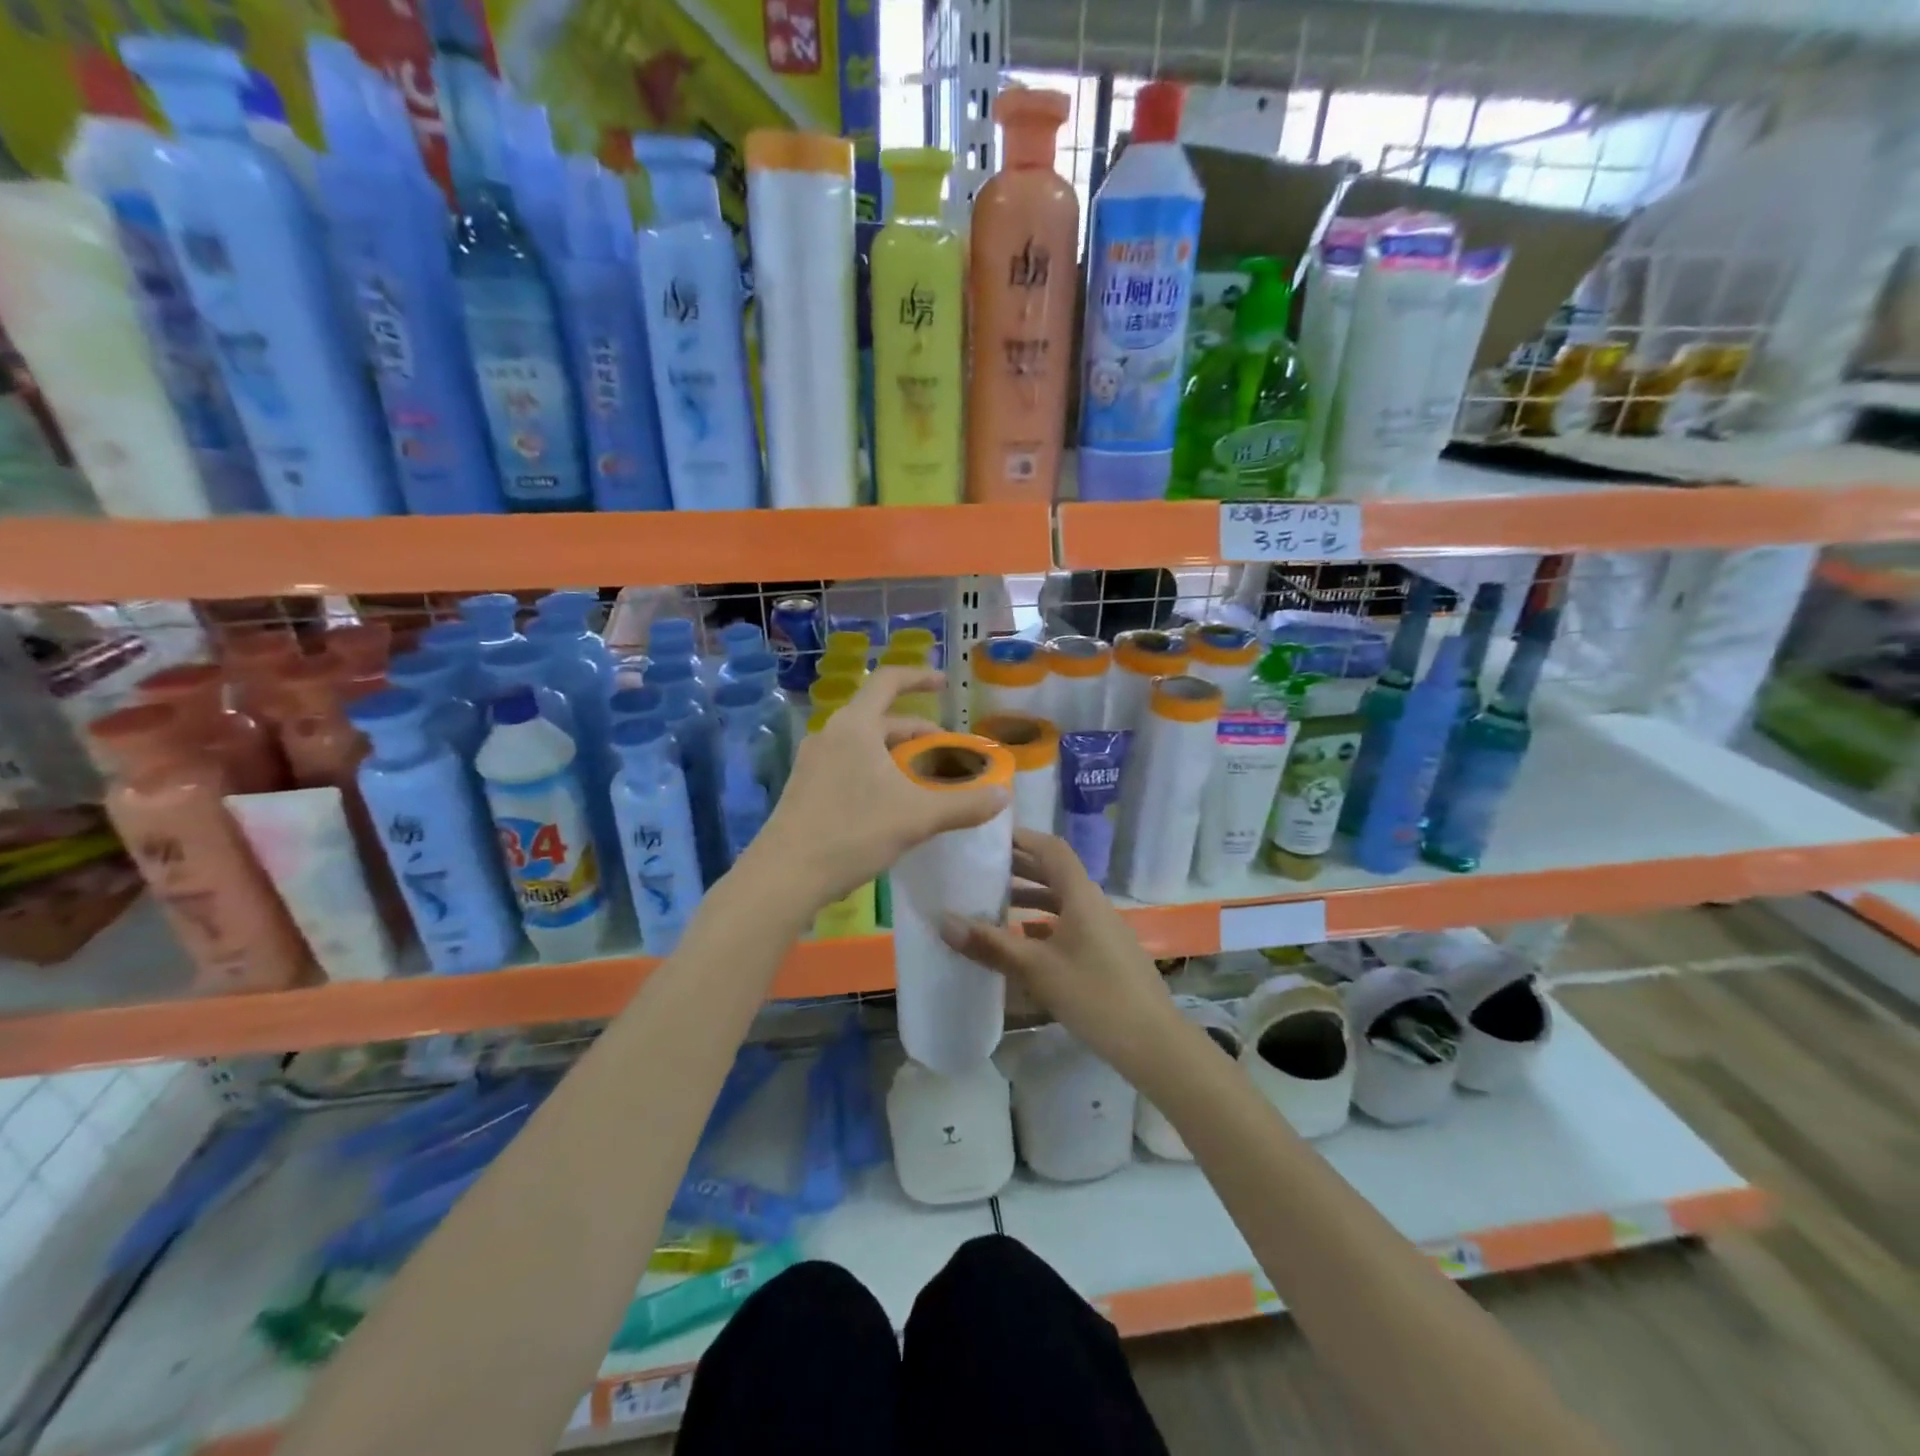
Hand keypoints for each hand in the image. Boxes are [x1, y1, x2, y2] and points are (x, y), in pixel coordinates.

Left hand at [742, 667, 1008, 914]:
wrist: (784, 876)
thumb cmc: (852, 833)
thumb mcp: (916, 817)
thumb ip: (963, 804)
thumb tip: (1004, 796)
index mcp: (855, 726)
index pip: (889, 681)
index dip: (920, 677)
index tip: (945, 684)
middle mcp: (831, 734)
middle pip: (882, 719)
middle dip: (919, 733)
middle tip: (948, 754)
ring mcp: (814, 762)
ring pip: (866, 746)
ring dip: (899, 756)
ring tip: (926, 781)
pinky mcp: (806, 788)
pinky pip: (851, 766)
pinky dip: (879, 773)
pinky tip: (893, 804)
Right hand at [938, 829, 1182, 1082]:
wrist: (1153, 1041)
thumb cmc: (1094, 994)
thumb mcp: (1036, 969)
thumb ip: (990, 944)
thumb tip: (943, 921)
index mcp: (1081, 895)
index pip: (1051, 849)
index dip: (1022, 838)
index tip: (989, 836)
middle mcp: (1093, 904)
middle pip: (1055, 873)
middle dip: (1019, 868)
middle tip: (980, 867)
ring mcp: (1102, 929)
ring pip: (1061, 901)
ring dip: (1030, 898)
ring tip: (992, 903)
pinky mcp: (1105, 953)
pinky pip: (1069, 925)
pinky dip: (1043, 924)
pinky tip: (1021, 942)